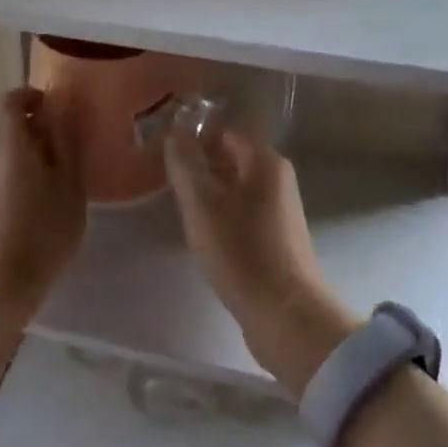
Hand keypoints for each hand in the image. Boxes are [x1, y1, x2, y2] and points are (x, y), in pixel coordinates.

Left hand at [0, 87, 86, 321]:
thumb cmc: (41, 232)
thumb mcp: (69, 187)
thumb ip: (67, 143)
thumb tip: (63, 110)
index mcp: (7, 141)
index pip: (9, 99)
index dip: (31, 96)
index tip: (54, 110)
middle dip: (27, 125)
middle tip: (58, 145)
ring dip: (18, 152)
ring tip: (48, 178)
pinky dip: (8, 174)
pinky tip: (29, 203)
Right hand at [165, 127, 353, 394]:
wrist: (284, 314)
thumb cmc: (240, 251)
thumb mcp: (202, 204)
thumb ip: (185, 163)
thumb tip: (174, 132)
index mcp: (265, 162)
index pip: (224, 133)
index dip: (192, 137)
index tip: (162, 149)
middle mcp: (278, 180)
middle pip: (231, 159)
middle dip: (198, 164)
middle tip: (164, 176)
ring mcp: (280, 211)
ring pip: (235, 188)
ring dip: (208, 191)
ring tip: (177, 203)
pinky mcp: (276, 239)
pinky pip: (241, 213)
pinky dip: (220, 214)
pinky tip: (202, 231)